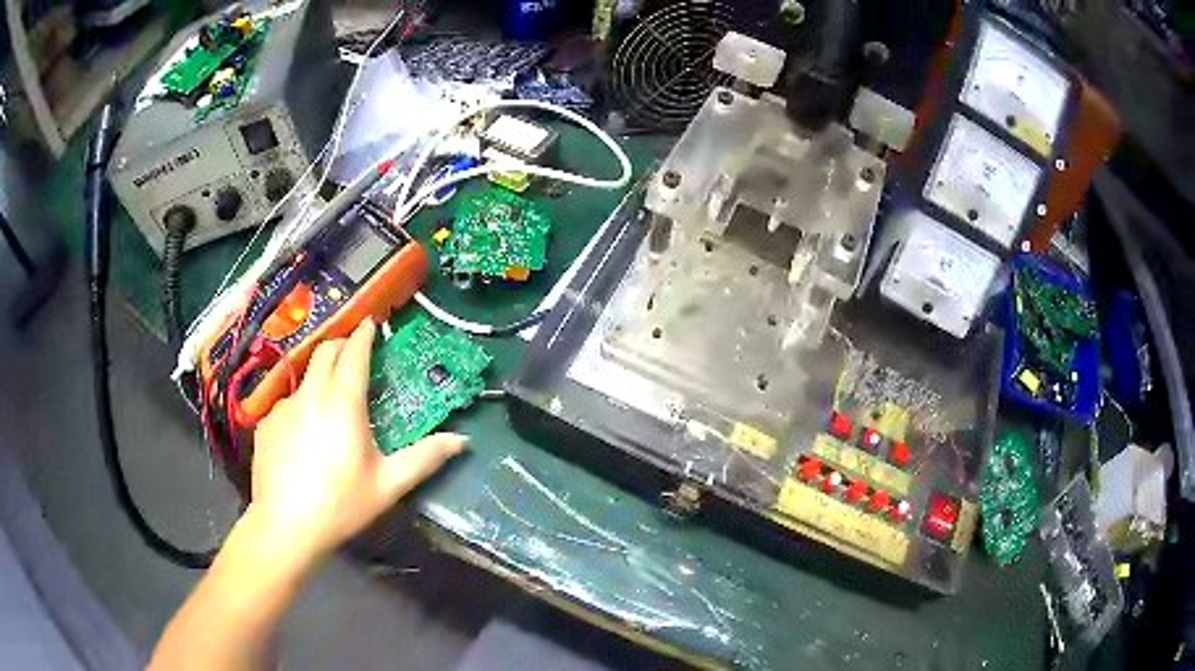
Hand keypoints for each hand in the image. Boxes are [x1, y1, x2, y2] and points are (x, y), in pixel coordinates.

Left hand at [247, 318, 465, 561]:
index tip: (371, 322)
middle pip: (324, 351)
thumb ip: (425, 458)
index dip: (364, 334)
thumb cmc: (342, 503)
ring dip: (320, 378)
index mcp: (343, 401)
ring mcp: (283, 407)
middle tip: (354, 353)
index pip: (354, 353)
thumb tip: (462, 440)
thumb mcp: (389, 484)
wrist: (285, 526)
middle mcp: (310, 394)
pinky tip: (303, 437)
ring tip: (329, 403)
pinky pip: (286, 404)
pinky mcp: (266, 424)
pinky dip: (300, 407)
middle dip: (341, 344)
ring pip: (304, 378)